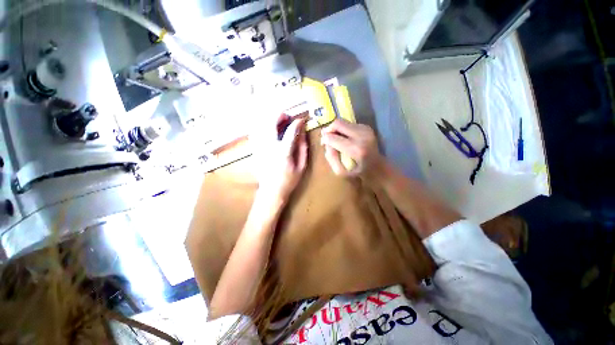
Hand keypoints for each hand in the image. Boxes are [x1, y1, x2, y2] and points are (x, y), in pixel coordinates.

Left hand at [254, 114, 307, 203]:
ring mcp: (259, 147)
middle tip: (287, 117)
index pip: (291, 131)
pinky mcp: (254, 150)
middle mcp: (269, 147)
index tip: (301, 120)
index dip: (297, 122)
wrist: (271, 191)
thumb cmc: (289, 180)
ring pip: (261, 124)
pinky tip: (270, 131)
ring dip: (270, 120)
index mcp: (283, 152)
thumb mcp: (301, 166)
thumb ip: (302, 148)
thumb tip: (303, 132)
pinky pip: (256, 132)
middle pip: (271, 122)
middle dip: (280, 115)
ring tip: (279, 123)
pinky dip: (263, 127)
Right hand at [321, 119, 383, 176]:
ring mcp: (365, 130)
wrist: (377, 166)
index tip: (323, 143)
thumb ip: (331, 157)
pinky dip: (343, 129)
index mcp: (356, 149)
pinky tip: (344, 137)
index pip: (333, 138)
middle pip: (338, 123)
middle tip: (326, 137)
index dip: (325, 139)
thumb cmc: (358, 171)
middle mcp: (362, 136)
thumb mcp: (341, 171)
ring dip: (336, 129)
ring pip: (343, 121)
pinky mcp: (366, 127)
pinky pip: (349, 123)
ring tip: (335, 138)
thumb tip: (326, 142)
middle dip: (329, 129)